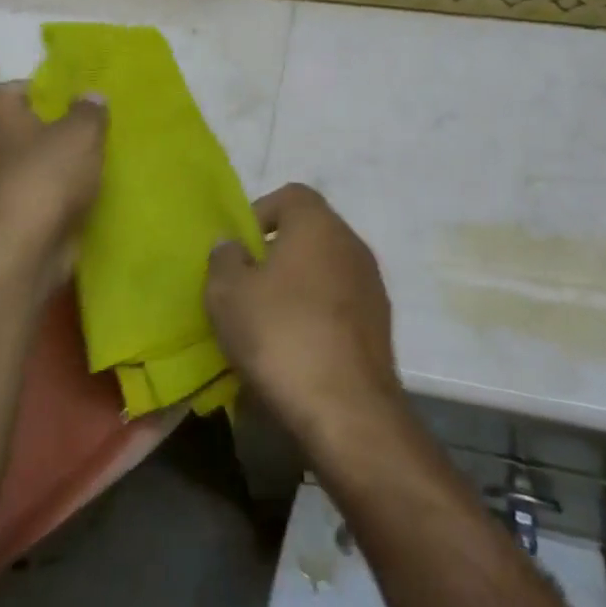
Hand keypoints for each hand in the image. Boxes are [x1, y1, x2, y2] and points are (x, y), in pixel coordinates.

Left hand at [0, 82, 106, 295]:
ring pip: (30, 167)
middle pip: (16, 131)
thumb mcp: (81, 133)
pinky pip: (40, 198)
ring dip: (56, 166)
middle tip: (85, 128)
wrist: (23, 251)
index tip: (55, 95)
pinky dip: (59, 197)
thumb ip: (88, 111)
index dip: (23, 89)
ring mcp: (0, 189)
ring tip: (94, 162)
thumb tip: (90, 95)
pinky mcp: (14, 221)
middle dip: (48, 129)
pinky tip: (90, 195)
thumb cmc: (46, 176)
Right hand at [204, 184, 403, 447]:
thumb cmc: (281, 335)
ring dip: (297, 287)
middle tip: (247, 287)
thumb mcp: (228, 293)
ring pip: (325, 271)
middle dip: (276, 254)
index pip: (290, 195)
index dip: (260, 214)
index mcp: (317, 224)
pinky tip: (297, 350)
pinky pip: (339, 305)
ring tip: (268, 323)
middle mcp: (351, 243)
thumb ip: (224, 258)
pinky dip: (318, 316)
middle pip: (308, 233)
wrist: (348, 411)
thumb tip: (233, 246)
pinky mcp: (381, 326)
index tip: (239, 250)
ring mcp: (372, 285)